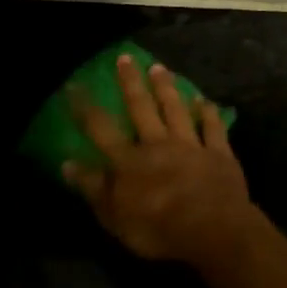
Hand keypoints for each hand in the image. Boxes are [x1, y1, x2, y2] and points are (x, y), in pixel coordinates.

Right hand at [63, 54, 256, 271]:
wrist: (212, 229)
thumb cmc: (158, 228)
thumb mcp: (114, 217)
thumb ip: (93, 188)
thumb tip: (67, 164)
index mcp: (129, 161)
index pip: (101, 129)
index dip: (85, 107)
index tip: (75, 85)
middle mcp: (157, 145)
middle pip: (141, 108)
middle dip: (131, 83)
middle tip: (125, 58)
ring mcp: (191, 146)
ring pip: (176, 110)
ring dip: (167, 89)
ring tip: (159, 68)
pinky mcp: (219, 154)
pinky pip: (213, 128)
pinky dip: (208, 113)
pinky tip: (205, 101)